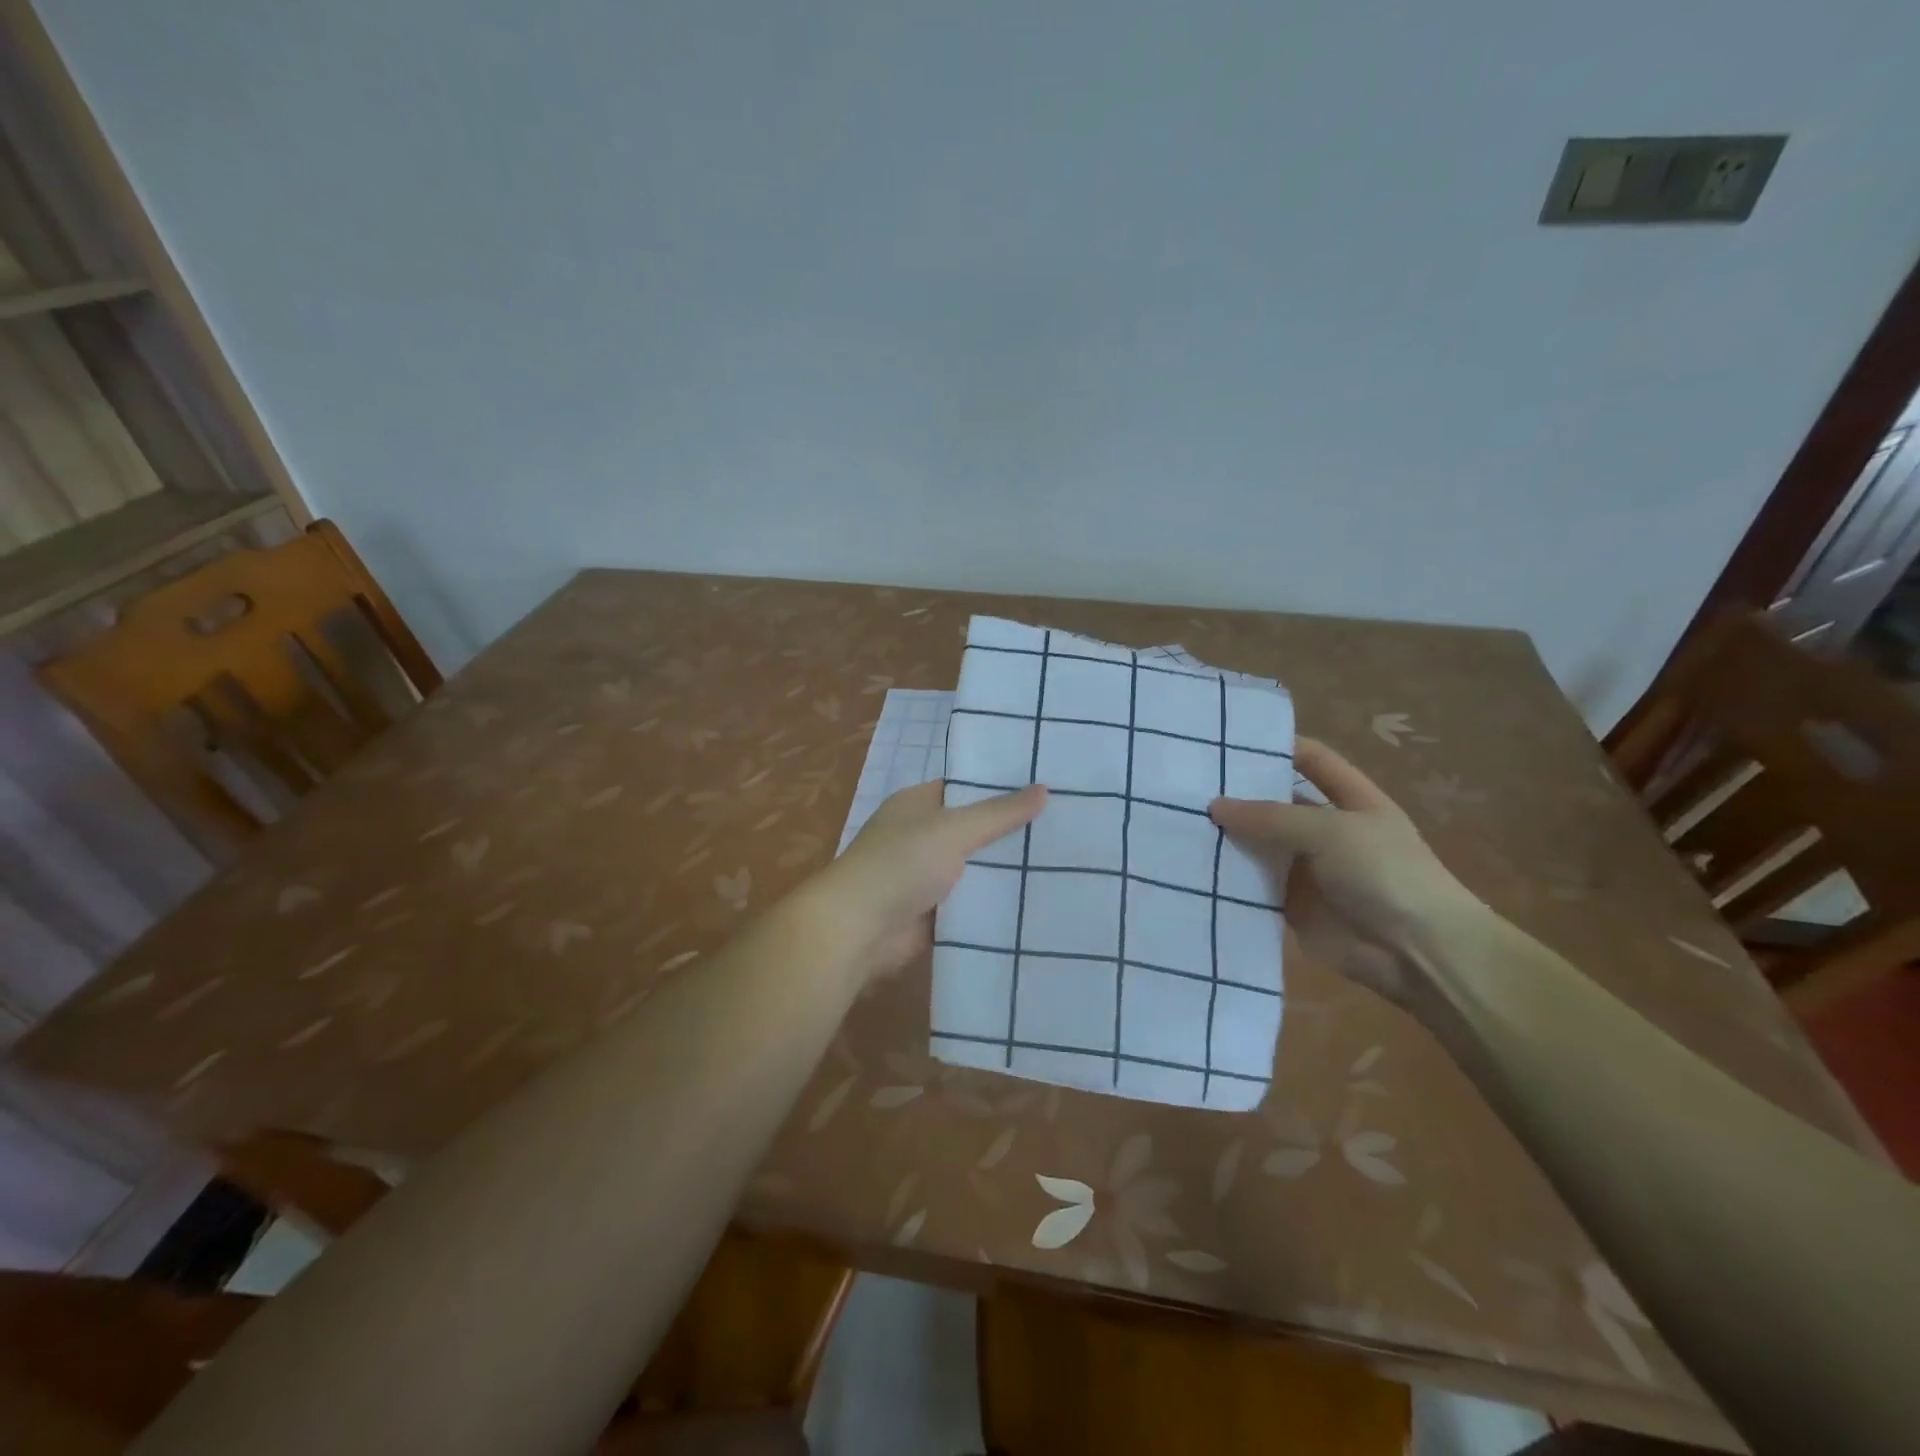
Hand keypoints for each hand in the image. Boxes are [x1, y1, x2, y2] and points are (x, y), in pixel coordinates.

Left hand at [818, 780, 1047, 980]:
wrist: (859, 930)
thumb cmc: (901, 863)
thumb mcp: (954, 828)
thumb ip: (1000, 813)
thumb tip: (1045, 789)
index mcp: (917, 805)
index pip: (964, 788)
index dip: (1001, 787)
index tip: (1046, 789)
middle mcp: (920, 837)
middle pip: (974, 830)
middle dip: (1011, 832)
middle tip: (1068, 829)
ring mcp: (925, 877)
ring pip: (976, 869)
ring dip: (1006, 871)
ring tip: (1066, 864)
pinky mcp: (933, 914)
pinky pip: (971, 904)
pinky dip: (994, 904)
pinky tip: (1038, 902)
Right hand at [1210, 738, 1482, 1017]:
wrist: (1416, 953)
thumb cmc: (1384, 874)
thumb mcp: (1331, 831)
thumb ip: (1271, 817)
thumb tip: (1215, 806)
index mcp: (1352, 800)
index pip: (1312, 760)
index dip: (1278, 746)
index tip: (1228, 739)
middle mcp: (1327, 830)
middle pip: (1276, 803)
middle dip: (1238, 795)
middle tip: (1185, 783)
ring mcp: (1308, 868)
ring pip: (1259, 845)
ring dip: (1228, 837)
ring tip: (1177, 820)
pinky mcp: (1291, 905)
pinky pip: (1253, 885)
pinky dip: (1228, 878)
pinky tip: (1190, 865)